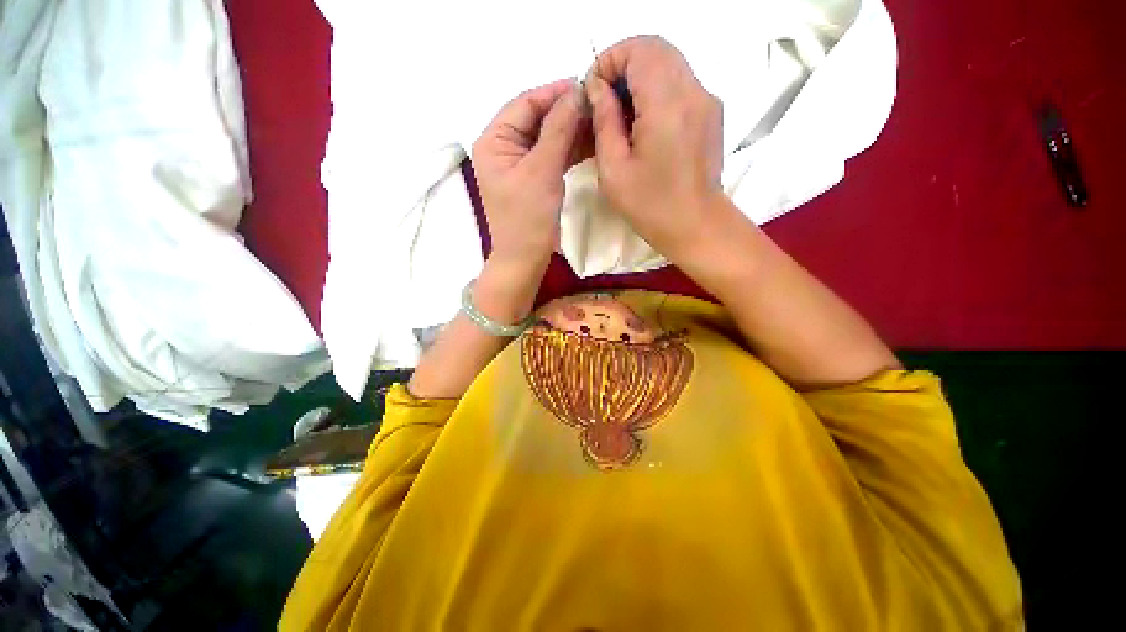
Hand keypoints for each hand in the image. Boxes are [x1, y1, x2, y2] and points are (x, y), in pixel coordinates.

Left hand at [472, 79, 587, 269]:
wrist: (525, 259)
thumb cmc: (527, 218)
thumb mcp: (542, 171)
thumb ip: (558, 129)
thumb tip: (577, 93)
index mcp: (494, 140)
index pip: (525, 104)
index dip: (555, 92)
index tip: (587, 84)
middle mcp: (503, 148)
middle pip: (536, 119)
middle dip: (566, 111)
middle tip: (598, 104)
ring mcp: (518, 165)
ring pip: (547, 138)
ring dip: (571, 130)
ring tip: (599, 121)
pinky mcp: (532, 179)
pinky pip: (551, 156)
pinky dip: (569, 149)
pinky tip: (590, 142)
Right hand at [585, 36, 725, 258]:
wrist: (695, 225)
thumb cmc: (650, 205)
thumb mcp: (614, 169)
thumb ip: (604, 121)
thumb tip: (597, 88)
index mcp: (666, 105)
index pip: (639, 49)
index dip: (610, 60)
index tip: (594, 91)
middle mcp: (693, 91)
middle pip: (656, 49)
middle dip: (623, 65)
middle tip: (604, 101)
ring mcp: (706, 100)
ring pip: (669, 63)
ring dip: (640, 78)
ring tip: (621, 115)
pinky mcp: (710, 113)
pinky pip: (680, 83)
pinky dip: (657, 90)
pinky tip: (644, 124)